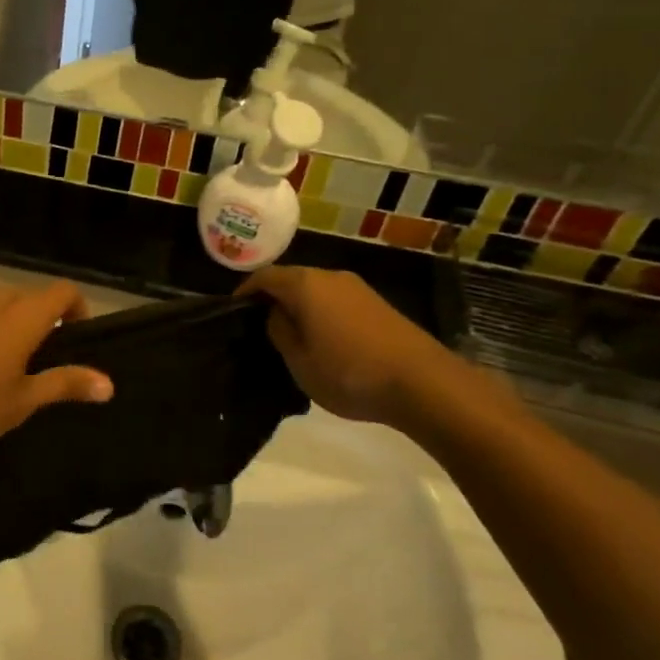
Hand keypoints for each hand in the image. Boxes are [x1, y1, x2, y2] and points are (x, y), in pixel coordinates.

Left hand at [0, 282, 113, 457]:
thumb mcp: (22, 401)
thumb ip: (65, 384)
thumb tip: (108, 384)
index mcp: (21, 315)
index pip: (63, 291)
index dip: (77, 308)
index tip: (75, 337)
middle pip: (29, 297)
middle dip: (41, 320)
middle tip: (38, 360)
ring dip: (8, 322)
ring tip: (0, 362)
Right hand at [239, 266, 459, 426]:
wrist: (423, 383)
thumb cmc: (349, 372)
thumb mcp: (299, 361)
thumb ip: (280, 332)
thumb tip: (276, 314)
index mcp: (305, 285)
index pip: (265, 276)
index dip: (246, 290)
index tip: (235, 310)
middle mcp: (331, 276)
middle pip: (293, 280)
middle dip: (275, 299)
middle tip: (261, 327)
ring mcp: (359, 289)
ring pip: (317, 291)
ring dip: (302, 308)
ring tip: (293, 337)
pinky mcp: (379, 305)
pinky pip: (338, 303)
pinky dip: (324, 315)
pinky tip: (326, 342)